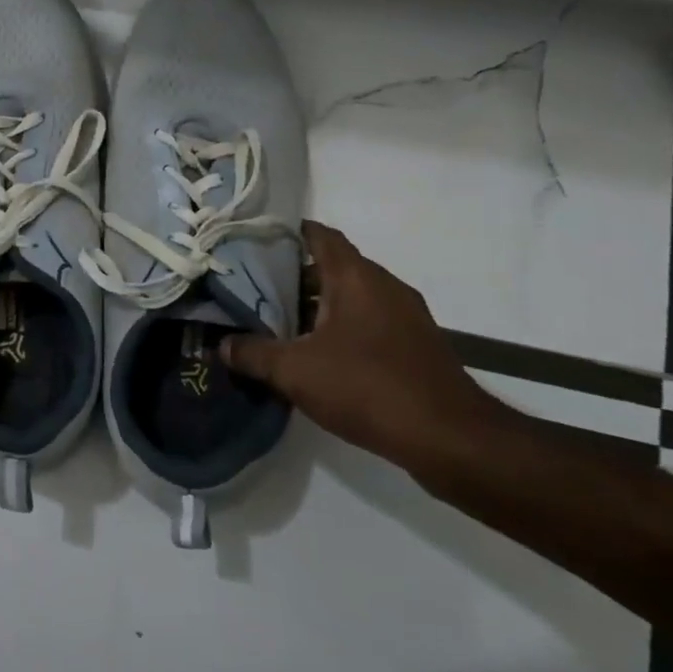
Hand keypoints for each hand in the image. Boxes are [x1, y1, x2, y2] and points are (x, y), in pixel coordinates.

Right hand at [221, 221, 506, 473]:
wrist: (451, 439)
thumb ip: (253, 353)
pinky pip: (369, 323)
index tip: (255, 239)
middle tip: (254, 287)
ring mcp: (406, 317)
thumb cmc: (368, 387)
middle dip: (294, 275)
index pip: (321, 236)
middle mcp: (384, 287)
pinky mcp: (416, 347)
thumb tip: (221, 345)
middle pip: (334, 267)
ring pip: (352, 297)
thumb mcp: (295, 371)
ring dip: (318, 305)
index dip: (289, 232)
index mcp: (356, 278)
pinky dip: (341, 328)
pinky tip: (317, 355)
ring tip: (278, 322)